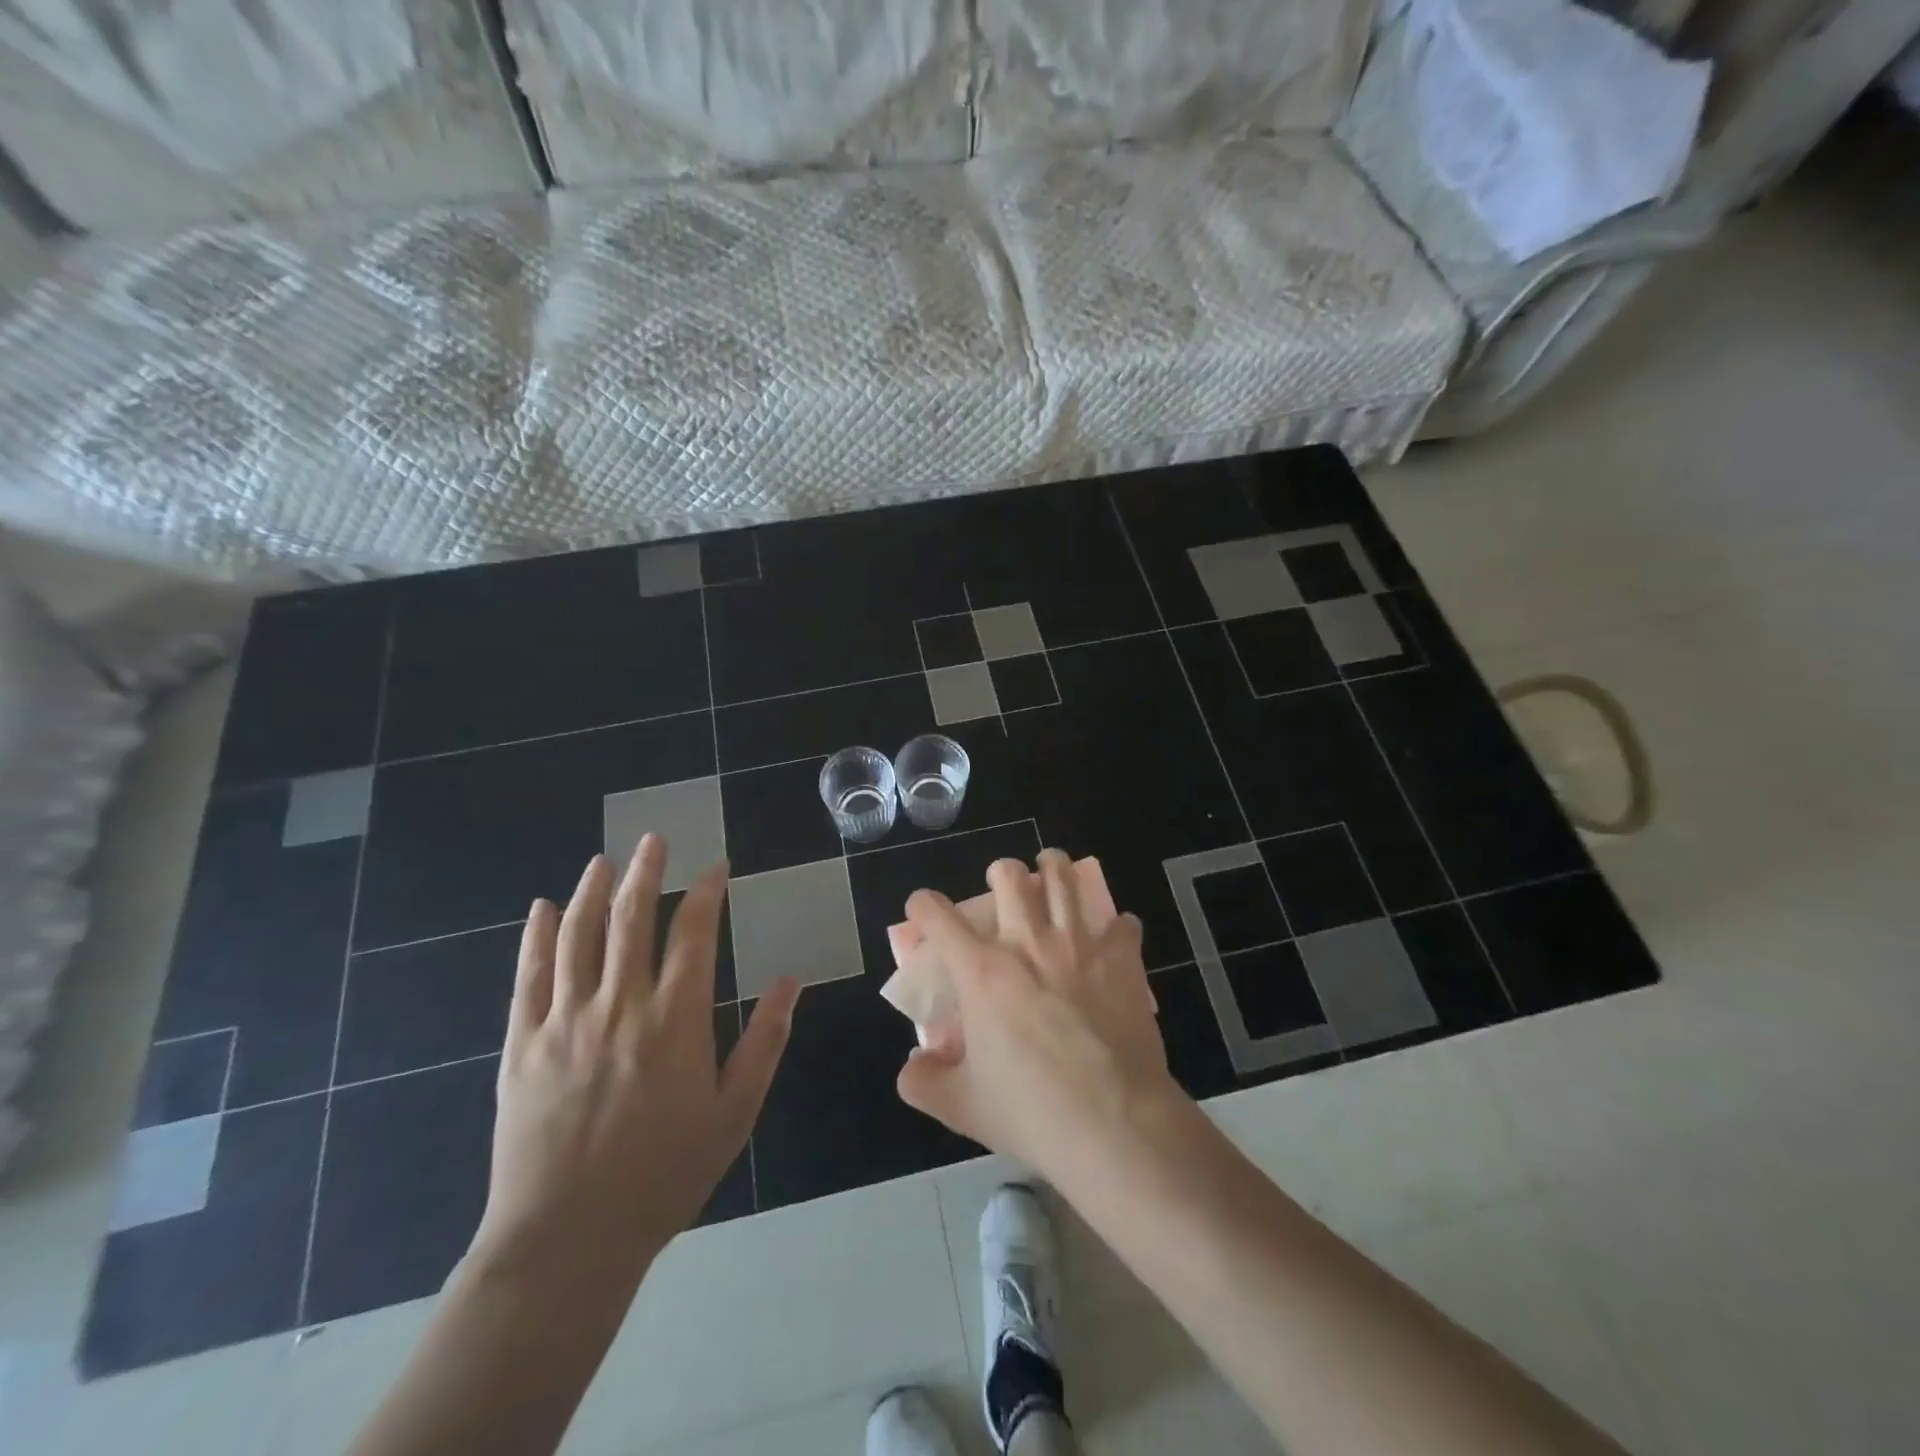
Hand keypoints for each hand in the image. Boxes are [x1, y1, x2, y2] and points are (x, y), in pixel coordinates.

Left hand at [469, 838, 799, 1291]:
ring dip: (590, 891)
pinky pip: (528, 976)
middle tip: (654, 839)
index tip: (715, 868)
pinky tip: (540, 909)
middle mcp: (619, 1006)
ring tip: (604, 861)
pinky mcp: (521, 1045)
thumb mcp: (734, 1113)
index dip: (705, 892)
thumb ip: (765, 1041)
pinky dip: (534, 937)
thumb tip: (793, 981)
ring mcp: (564, 1021)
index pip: (693, 933)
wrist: (566, 1241)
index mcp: (674, 1020)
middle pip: (630, 919)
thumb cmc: (663, 1176)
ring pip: (576, 936)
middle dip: (645, 872)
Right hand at [895, 848, 1182, 1178]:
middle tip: (1004, 887)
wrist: (1113, 1124)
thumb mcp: (962, 1106)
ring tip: (1053, 873)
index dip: (923, 905)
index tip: (922, 908)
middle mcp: (1028, 943)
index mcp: (982, 972)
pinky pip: (1123, 923)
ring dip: (1055, 870)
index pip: (938, 916)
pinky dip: (1116, 926)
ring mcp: (1079, 945)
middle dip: (1001, 872)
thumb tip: (911, 1067)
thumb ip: (924, 1082)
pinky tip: (1113, 938)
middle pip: (1009, 875)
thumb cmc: (1031, 1112)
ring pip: (1065, 878)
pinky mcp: (1122, 959)